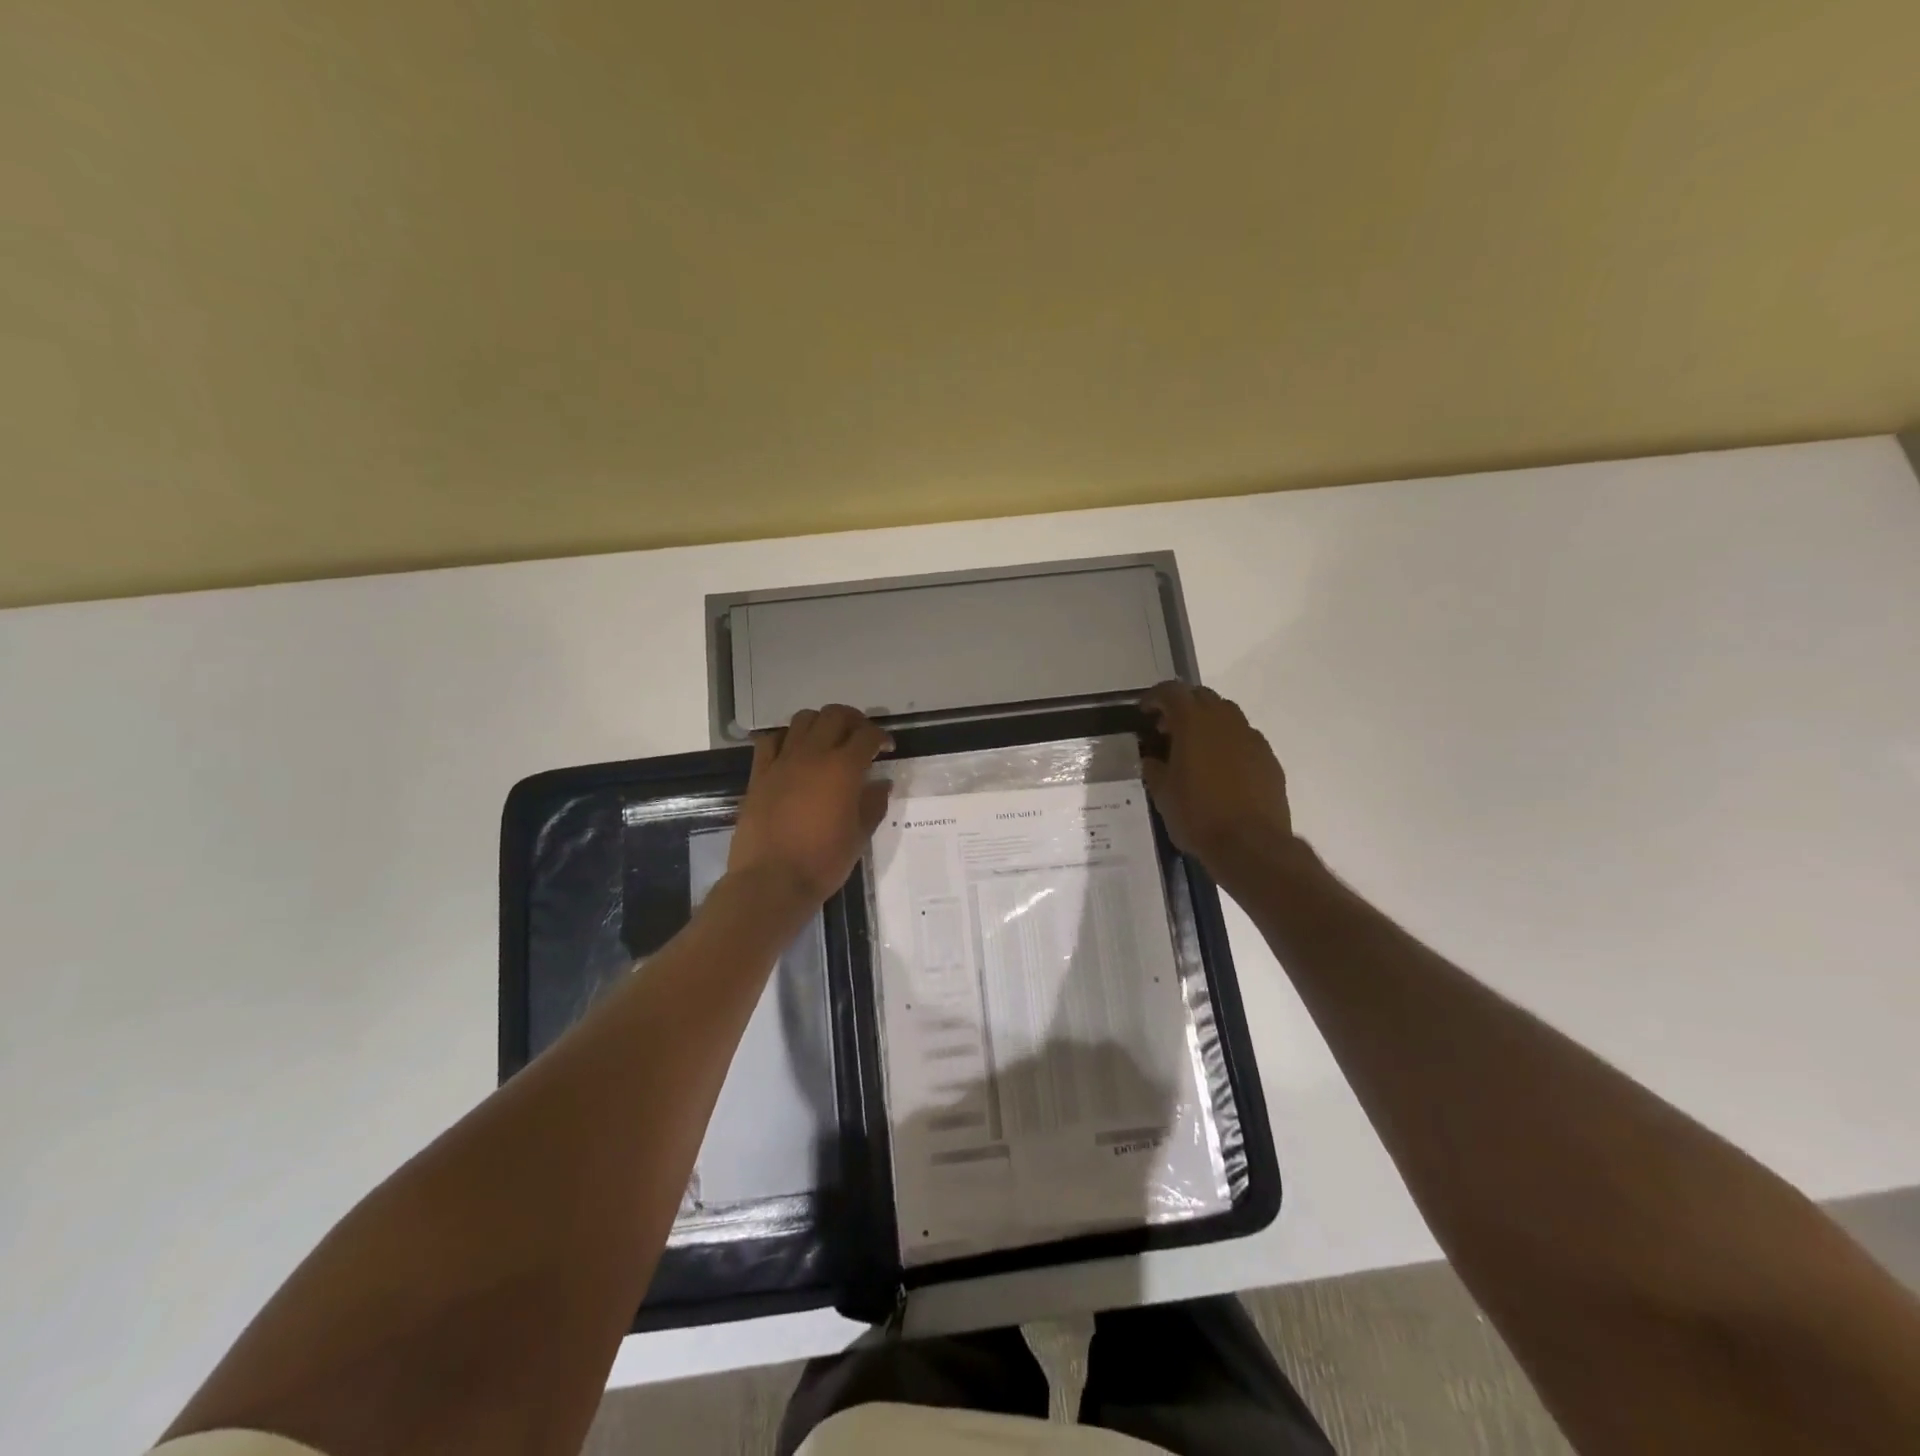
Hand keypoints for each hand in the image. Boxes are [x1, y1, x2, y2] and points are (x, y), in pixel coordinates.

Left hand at [728, 704, 892, 905]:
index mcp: (843, 769)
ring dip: (821, 723)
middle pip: (835, 715)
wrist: (771, 881)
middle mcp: (813, 755)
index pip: (867, 735)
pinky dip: (786, 738)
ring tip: (828, 740)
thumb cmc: (823, 862)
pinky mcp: (759, 773)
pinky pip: (771, 740)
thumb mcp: (859, 836)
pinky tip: (793, 751)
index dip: (881, 737)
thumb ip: (873, 804)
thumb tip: (882, 783)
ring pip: (803, 719)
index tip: (887, 748)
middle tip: (860, 737)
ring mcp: (782, 761)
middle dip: (853, 720)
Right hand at [1141, 682, 1293, 876]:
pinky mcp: (1268, 758)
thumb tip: (1153, 758)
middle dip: (1182, 707)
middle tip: (1167, 730)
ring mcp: (1251, 738)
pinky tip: (1221, 769)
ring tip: (1194, 749)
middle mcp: (1225, 721)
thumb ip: (1154, 768)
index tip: (1145, 713)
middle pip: (1202, 696)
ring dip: (1207, 723)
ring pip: (1226, 715)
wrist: (1251, 845)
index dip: (1155, 698)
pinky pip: (1244, 738)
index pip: (1172, 692)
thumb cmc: (1197, 816)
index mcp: (1193, 723)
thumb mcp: (1162, 793)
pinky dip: (1228, 743)